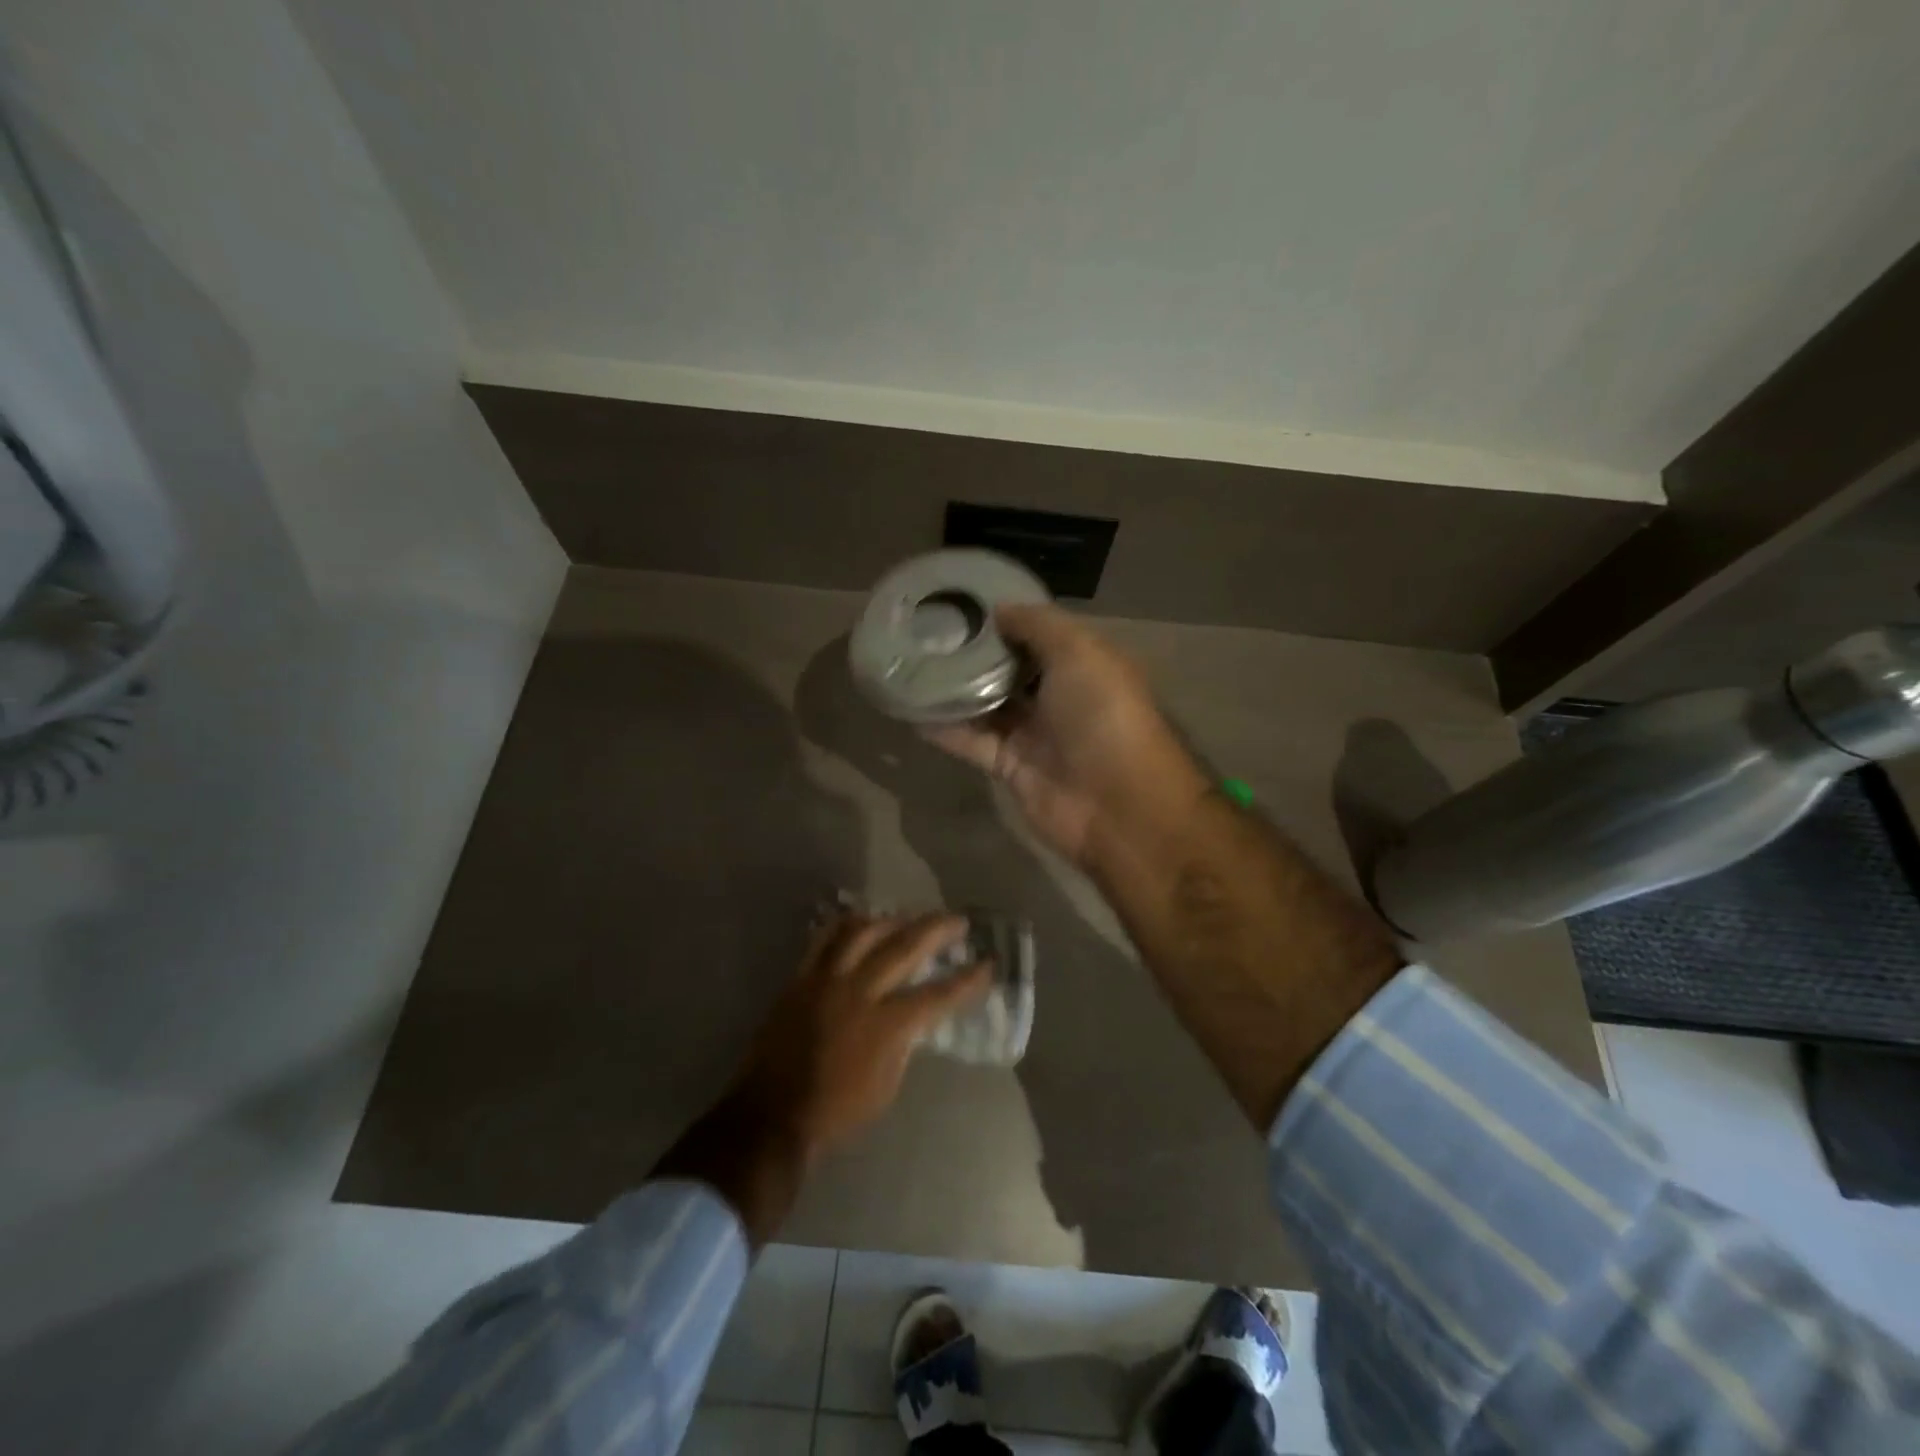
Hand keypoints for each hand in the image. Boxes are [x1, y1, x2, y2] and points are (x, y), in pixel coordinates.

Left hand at [731, 911, 992, 1157]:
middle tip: (957, 921)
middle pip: (905, 947)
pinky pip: (825, 938)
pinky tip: (861, 921)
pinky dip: (846, 925)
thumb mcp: (887, 1085)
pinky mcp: (801, 977)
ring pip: (864, 932)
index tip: (988, 964)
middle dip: (937, 930)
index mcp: (886, 1025)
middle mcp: (859, 992)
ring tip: (909, 918)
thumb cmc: (837, 1111)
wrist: (772, 1113)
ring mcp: (827, 979)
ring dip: (892, 920)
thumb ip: (903, 1043)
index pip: (938, 995)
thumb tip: (912, 1017)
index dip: (967, 980)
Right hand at [926, 604, 1209, 868]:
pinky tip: (910, 709)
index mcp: (1084, 664)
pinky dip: (945, 728)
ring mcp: (1034, 733)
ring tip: (911, 663)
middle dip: (974, 652)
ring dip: (953, 688)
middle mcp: (1059, 696)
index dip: (1006, 618)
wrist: (1116, 805)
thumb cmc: (1103, 716)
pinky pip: (972, 742)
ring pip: (986, 705)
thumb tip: (999, 609)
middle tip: (928, 630)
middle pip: (1009, 668)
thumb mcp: (1080, 652)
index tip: (963, 602)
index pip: (1040, 633)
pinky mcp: (1010, 767)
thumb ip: (1038, 625)